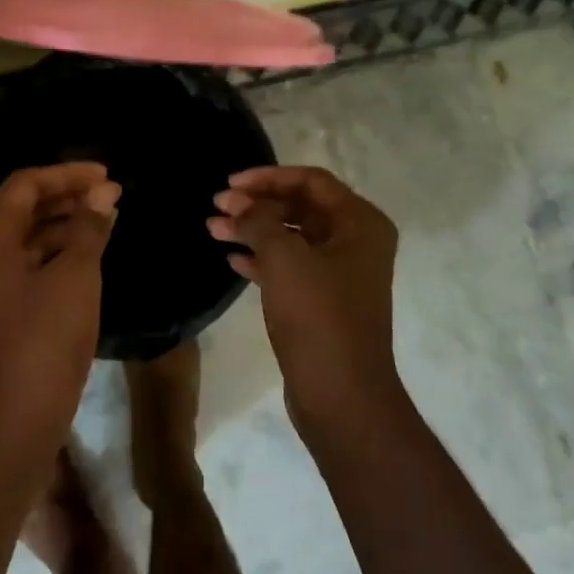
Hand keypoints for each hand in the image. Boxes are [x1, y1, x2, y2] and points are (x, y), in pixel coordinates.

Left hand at [0, 163, 120, 444]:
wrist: (14, 418)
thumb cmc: (44, 338)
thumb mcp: (75, 275)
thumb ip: (89, 228)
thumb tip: (103, 193)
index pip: (26, 184)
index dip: (67, 174)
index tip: (107, 175)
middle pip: (22, 207)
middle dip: (67, 196)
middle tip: (110, 195)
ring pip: (26, 237)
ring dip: (64, 224)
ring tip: (106, 220)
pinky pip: (27, 263)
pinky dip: (57, 252)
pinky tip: (89, 256)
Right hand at [208, 166, 399, 435]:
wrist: (341, 395)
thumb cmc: (318, 316)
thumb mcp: (284, 258)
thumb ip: (258, 220)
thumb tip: (238, 203)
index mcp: (360, 222)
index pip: (310, 181)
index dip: (267, 178)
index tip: (229, 184)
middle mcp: (356, 242)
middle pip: (300, 207)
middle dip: (257, 204)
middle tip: (217, 206)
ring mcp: (341, 274)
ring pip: (292, 238)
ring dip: (253, 231)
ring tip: (213, 229)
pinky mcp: (324, 301)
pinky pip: (290, 267)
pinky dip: (262, 259)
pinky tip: (232, 260)